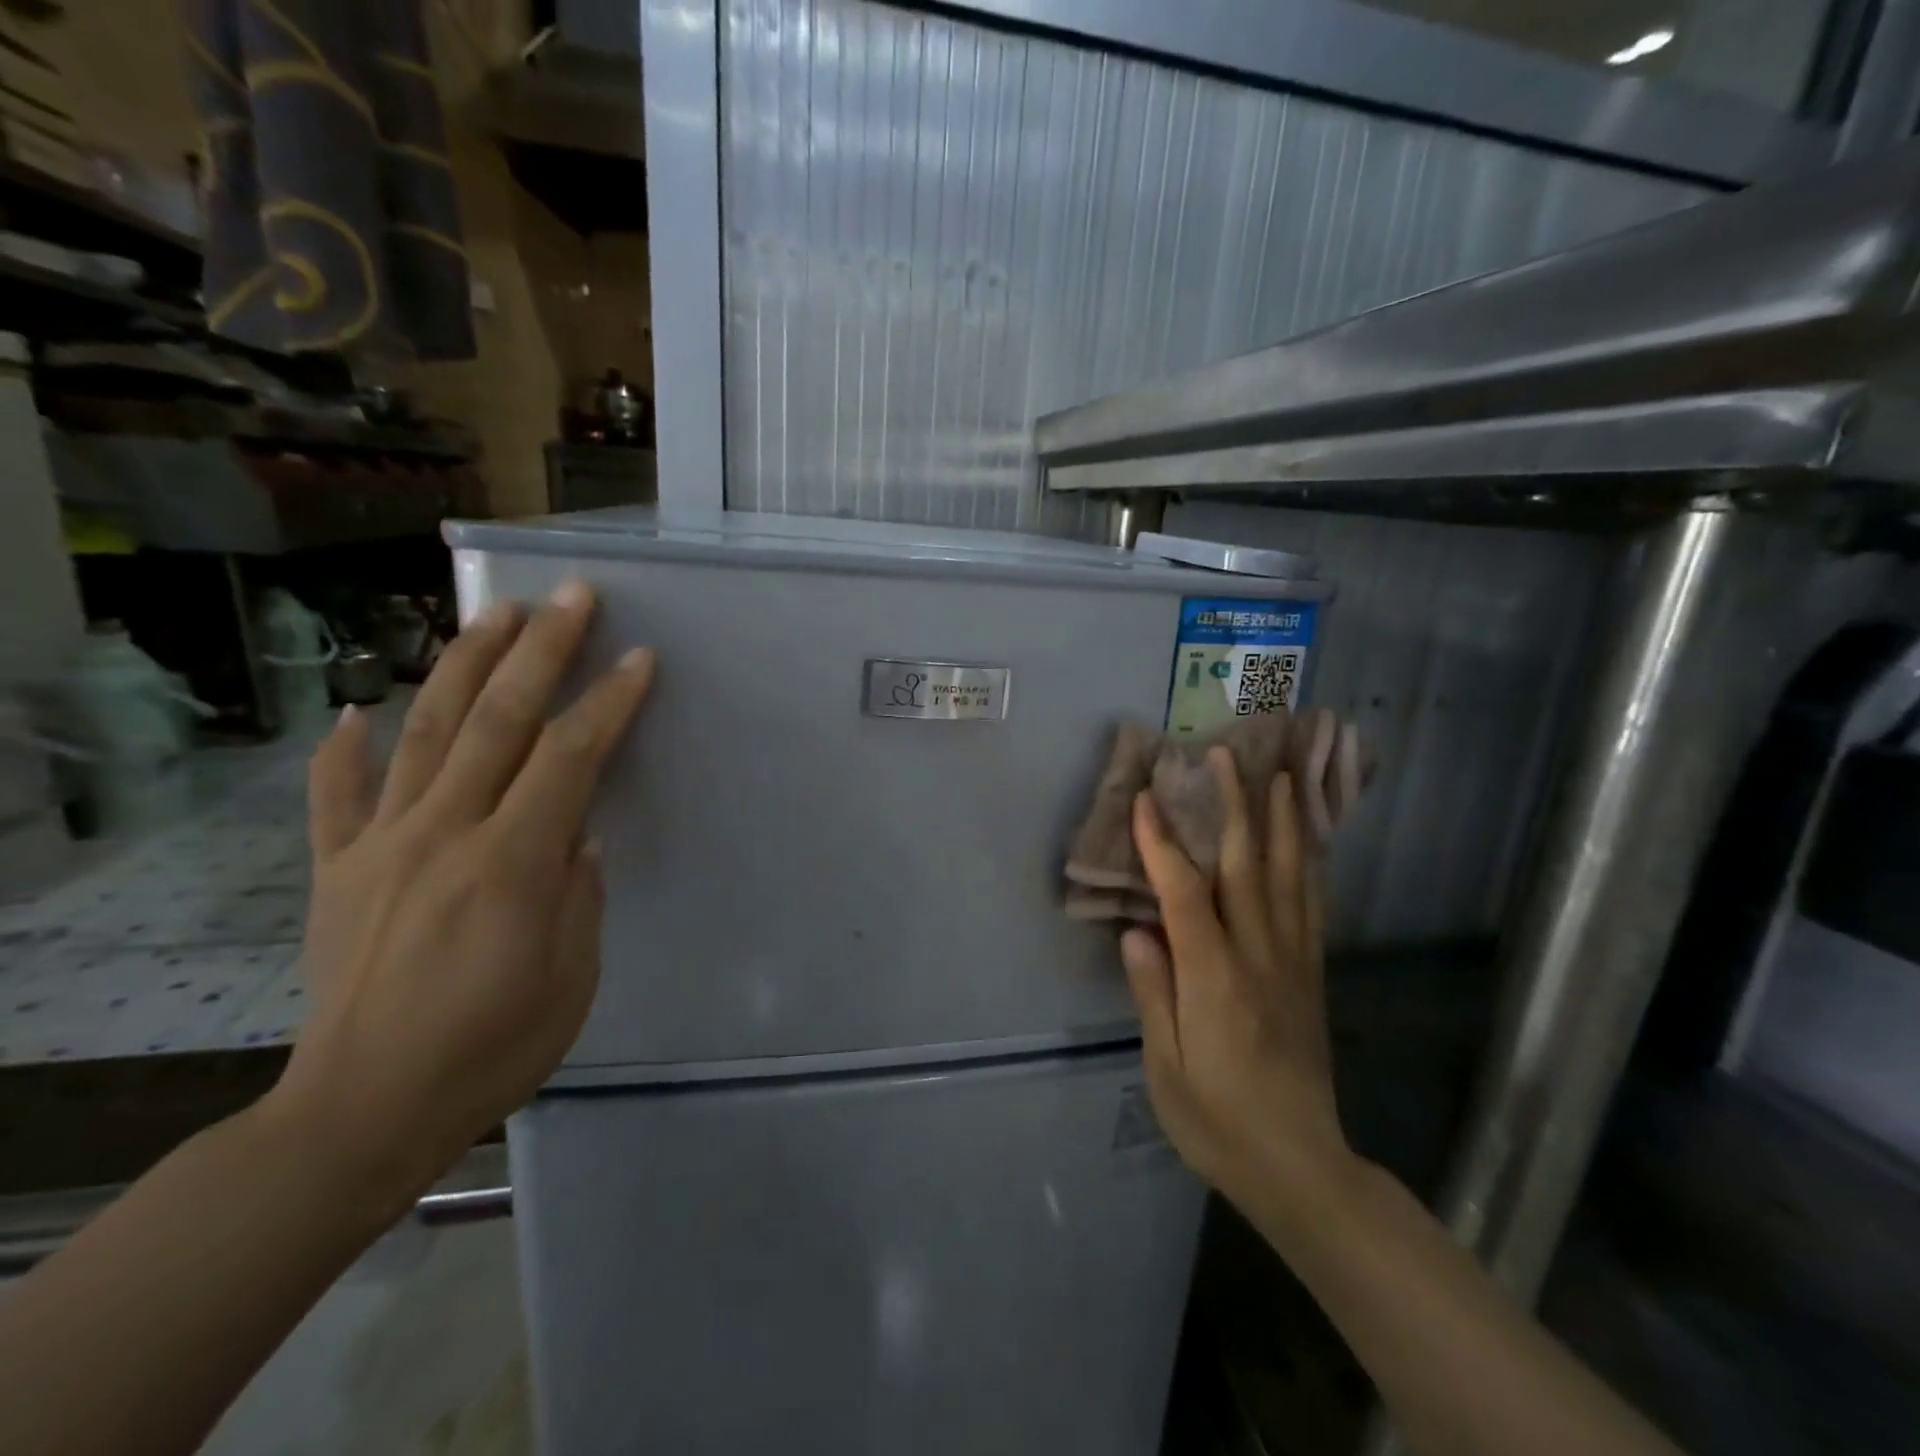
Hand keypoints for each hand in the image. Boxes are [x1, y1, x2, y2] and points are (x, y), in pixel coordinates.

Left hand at [271, 580, 655, 1203]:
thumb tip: (576, 835)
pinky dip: (344, 749)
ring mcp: (380, 846)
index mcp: (510, 863)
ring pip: (424, 733)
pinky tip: (356, 710)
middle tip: (570, 597)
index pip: (570, 758)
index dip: (609, 702)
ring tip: (493, 614)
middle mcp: (443, 834)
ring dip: (463, 666)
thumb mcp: (571, 976)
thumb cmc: (492, 1049)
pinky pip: (337, 797)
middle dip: (541, 651)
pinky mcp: (336, 870)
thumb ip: (578, 892)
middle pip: (498, 721)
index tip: (640, 658)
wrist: (360, 1114)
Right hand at [1121, 747, 1356, 1225]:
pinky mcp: (1312, 974)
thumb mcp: (1165, 1070)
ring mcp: (1294, 963)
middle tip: (1224, 756)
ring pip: (1288, 877)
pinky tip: (1307, 838)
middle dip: (1234, 807)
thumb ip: (1152, 995)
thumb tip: (1136, 930)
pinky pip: (1312, 905)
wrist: (1303, 1168)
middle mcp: (1259, 958)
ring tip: (1278, 773)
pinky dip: (1309, 862)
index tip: (1146, 798)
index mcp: (1215, 981)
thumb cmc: (1219, 1122)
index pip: (1185, 896)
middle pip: (1247, 868)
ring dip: (1281, 821)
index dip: (1163, 844)